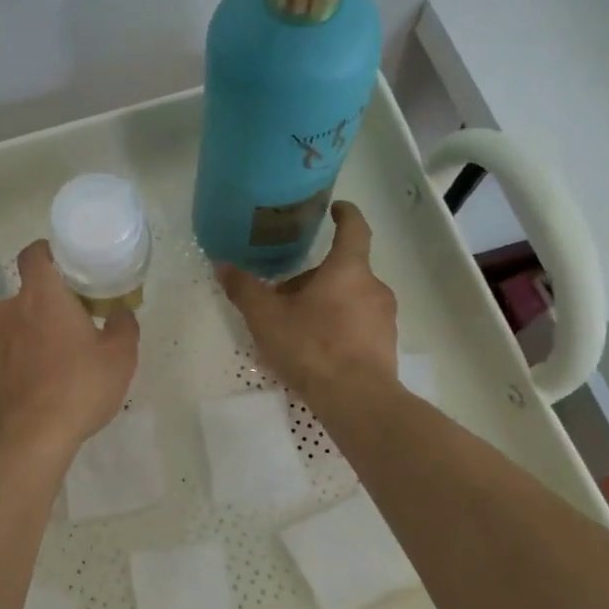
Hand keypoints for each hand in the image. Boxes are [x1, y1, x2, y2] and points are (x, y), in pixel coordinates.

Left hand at [0, 240, 139, 459]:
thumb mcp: (120, 357)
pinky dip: (16, 364)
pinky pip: (2, 358)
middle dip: (46, 307)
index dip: (47, 253)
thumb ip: (124, 326)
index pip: (33, 254)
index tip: (64, 265)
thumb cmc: (78, 388)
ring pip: (12, 328)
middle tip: (72, 327)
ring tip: (54, 365)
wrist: (26, 440)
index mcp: (41, 296)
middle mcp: (7, 311)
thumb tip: (121, 312)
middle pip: (26, 296)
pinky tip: (35, 388)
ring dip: (30, 337)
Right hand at [216, 202, 396, 402]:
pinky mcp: (386, 345)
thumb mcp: (266, 317)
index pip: (354, 229)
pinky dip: (339, 326)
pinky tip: (316, 349)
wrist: (357, 400)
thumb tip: (221, 264)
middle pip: (343, 269)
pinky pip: (359, 324)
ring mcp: (385, 318)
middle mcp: (373, 287)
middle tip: (284, 293)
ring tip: (296, 325)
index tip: (336, 208)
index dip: (345, 214)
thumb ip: (244, 289)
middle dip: (315, 276)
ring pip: (351, 298)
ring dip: (326, 302)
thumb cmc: (312, 346)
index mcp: (348, 270)